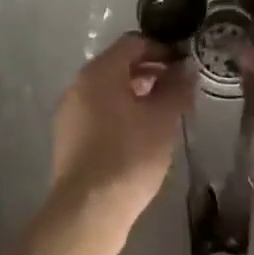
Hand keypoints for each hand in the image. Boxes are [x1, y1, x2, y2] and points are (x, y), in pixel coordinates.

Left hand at [51, 33, 194, 226]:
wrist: (87, 212)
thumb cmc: (129, 155)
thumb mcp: (163, 119)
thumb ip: (177, 88)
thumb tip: (186, 69)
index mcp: (100, 71)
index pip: (134, 42)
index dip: (162, 49)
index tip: (183, 65)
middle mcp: (79, 83)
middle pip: (119, 64)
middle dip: (150, 71)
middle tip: (176, 88)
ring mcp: (69, 111)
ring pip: (108, 89)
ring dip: (136, 93)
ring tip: (161, 113)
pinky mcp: (67, 138)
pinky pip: (97, 111)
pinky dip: (120, 112)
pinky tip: (139, 135)